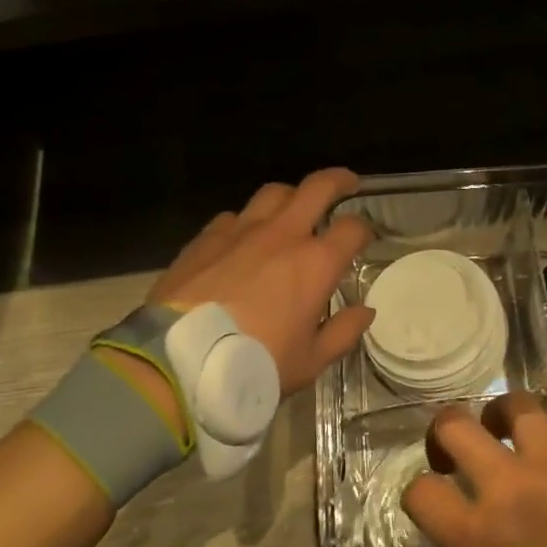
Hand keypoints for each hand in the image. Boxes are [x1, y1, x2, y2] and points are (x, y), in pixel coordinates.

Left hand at [151, 167, 375, 396]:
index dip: (363, 230)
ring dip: (290, 196)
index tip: (364, 238)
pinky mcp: (207, 236)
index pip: (352, 228)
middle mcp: (282, 234)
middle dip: (338, 180)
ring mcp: (241, 230)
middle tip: (347, 184)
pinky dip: (247, 221)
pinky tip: (243, 239)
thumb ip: (342, 332)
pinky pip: (235, 216)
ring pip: (273, 193)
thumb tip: (366, 311)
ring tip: (293, 208)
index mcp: (315, 263)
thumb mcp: (309, 362)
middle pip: (317, 187)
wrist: (180, 361)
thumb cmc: (254, 366)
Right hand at [403, 393, 546, 546]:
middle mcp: (509, 485)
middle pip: (454, 425)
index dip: (418, 495)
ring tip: (508, 435)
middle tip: (455, 454)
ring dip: (501, 417)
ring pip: (513, 406)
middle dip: (444, 434)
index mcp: (480, 538)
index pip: (421, 491)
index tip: (431, 505)